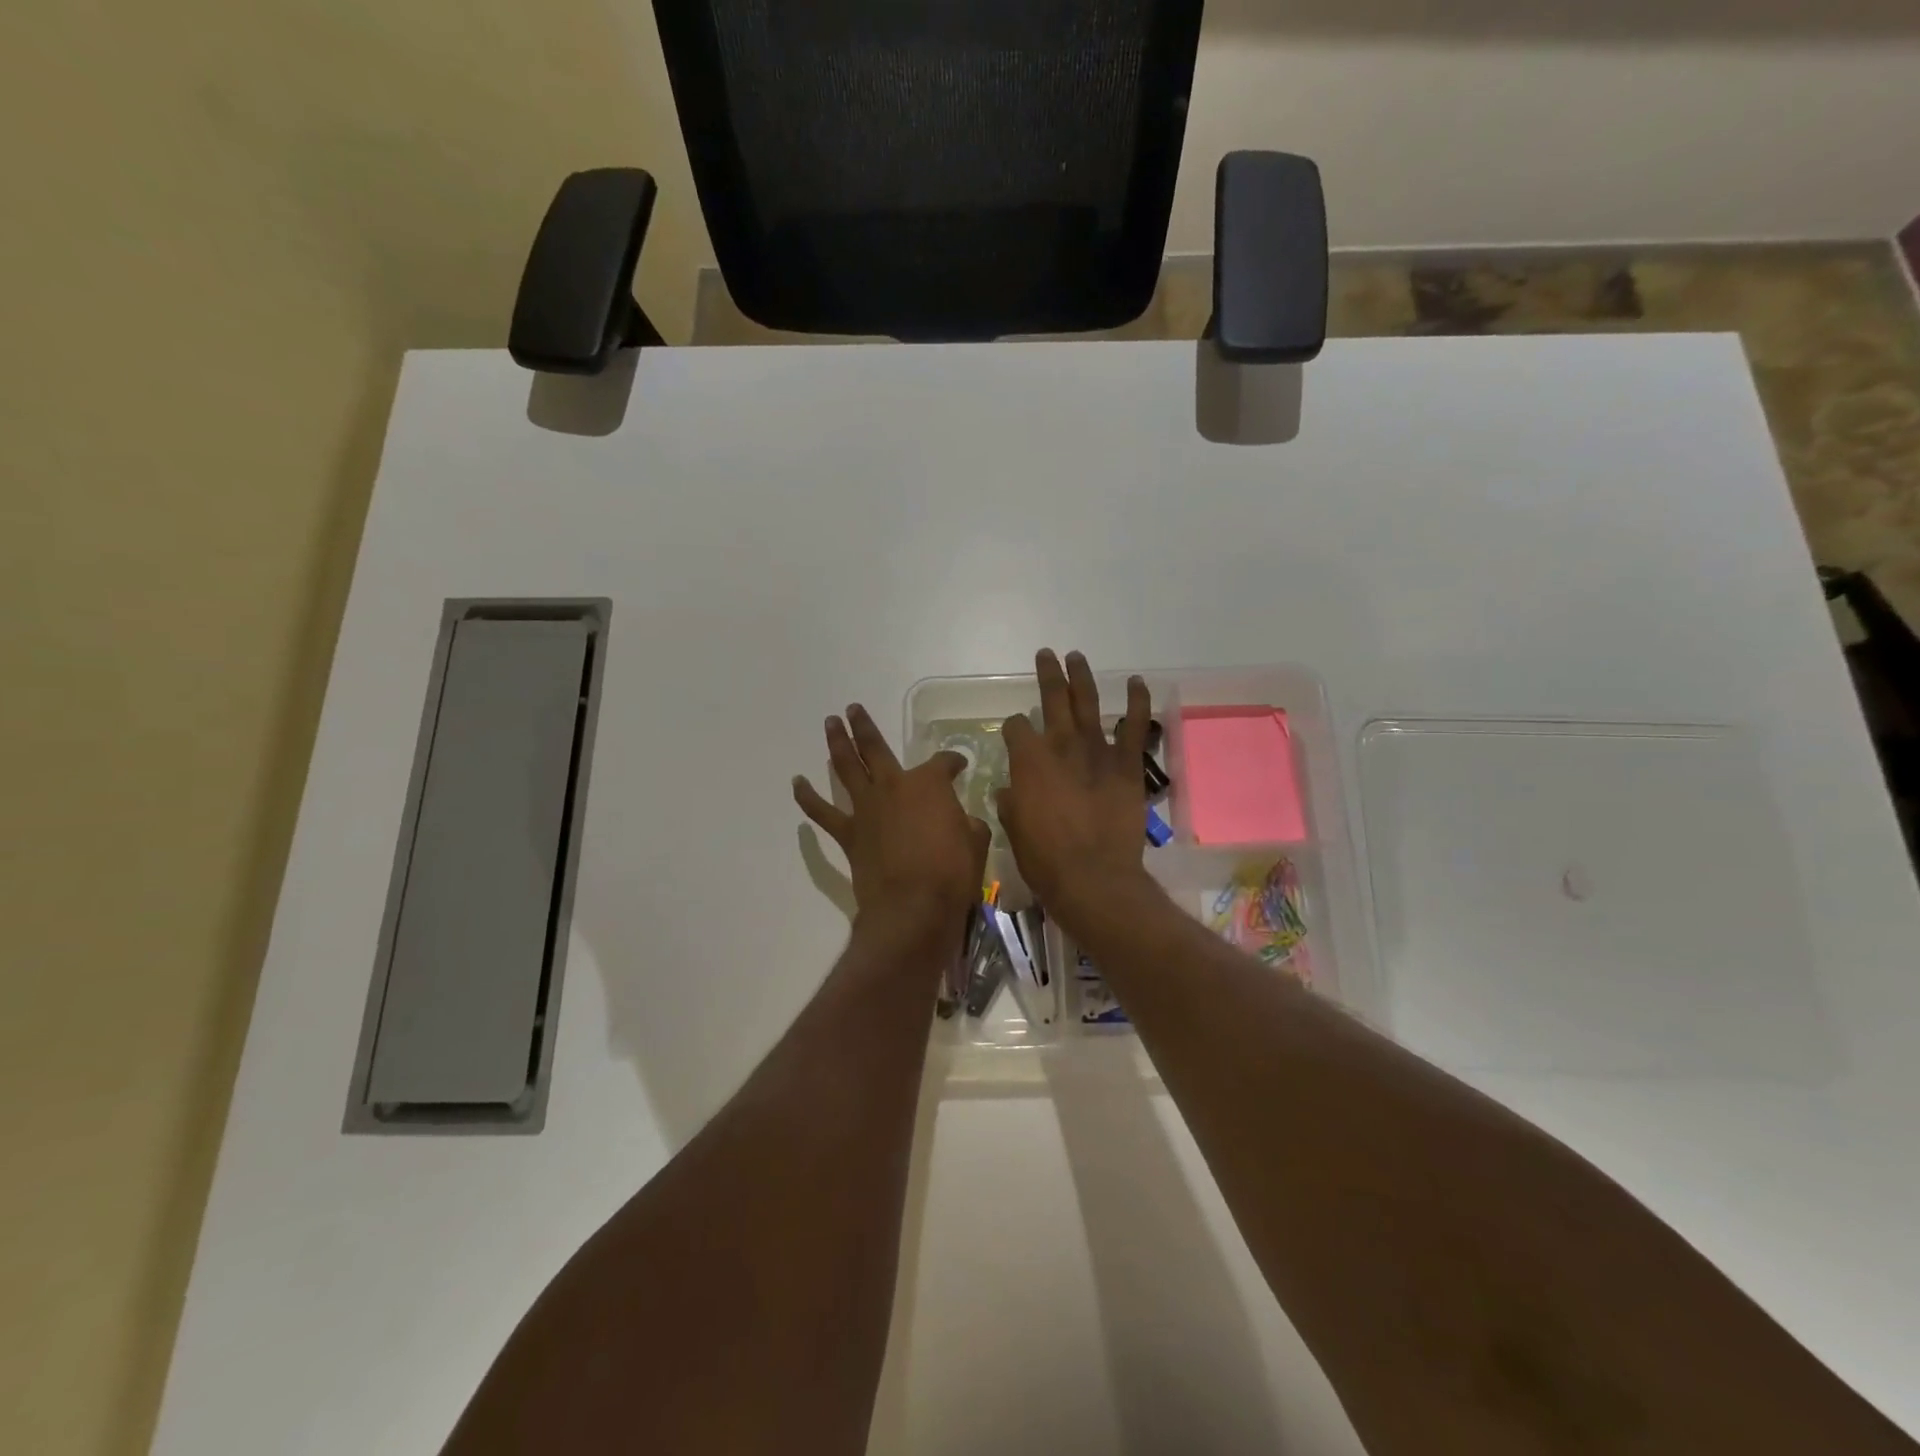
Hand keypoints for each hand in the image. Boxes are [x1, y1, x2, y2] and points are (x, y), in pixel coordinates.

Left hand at [794, 704, 989, 951]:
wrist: (913, 908)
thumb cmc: (952, 873)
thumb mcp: (976, 842)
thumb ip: (967, 824)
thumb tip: (963, 821)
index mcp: (929, 784)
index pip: (944, 762)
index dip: (953, 762)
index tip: (959, 766)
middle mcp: (893, 786)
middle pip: (875, 748)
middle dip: (864, 726)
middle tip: (852, 709)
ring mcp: (867, 808)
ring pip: (845, 767)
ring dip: (837, 743)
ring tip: (830, 723)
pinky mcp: (848, 834)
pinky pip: (822, 811)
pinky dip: (808, 796)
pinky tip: (798, 782)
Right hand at [997, 650, 1154, 932]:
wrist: (1093, 878)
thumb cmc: (1045, 859)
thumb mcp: (1014, 829)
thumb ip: (1011, 803)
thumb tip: (1009, 792)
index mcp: (1028, 760)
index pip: (1016, 727)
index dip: (1014, 728)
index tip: (1015, 734)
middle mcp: (1061, 745)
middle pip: (1052, 698)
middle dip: (1047, 675)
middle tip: (1046, 655)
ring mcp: (1096, 751)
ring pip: (1088, 702)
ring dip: (1082, 677)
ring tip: (1077, 657)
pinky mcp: (1127, 765)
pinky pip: (1135, 726)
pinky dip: (1138, 701)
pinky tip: (1137, 682)